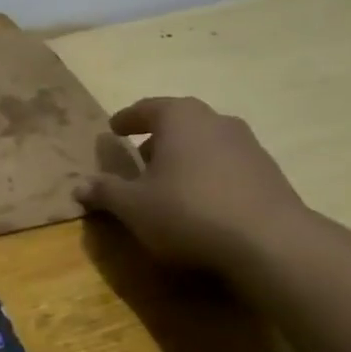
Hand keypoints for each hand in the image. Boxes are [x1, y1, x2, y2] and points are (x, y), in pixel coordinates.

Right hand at [74, 97, 311, 274]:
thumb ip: (105, 192)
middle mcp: (215, 120)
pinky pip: (226, 165)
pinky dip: (208, 175)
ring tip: (169, 183)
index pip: (145, 108)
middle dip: (157, 138)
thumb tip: (79, 186)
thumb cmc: (188, 211)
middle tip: (138, 158)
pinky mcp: (269, 172)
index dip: (126, 119)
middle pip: (179, 122)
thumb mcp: (133, 206)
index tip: (113, 128)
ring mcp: (247, 145)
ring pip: (205, 143)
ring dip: (185, 157)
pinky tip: (201, 201)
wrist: (271, 242)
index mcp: (179, 117)